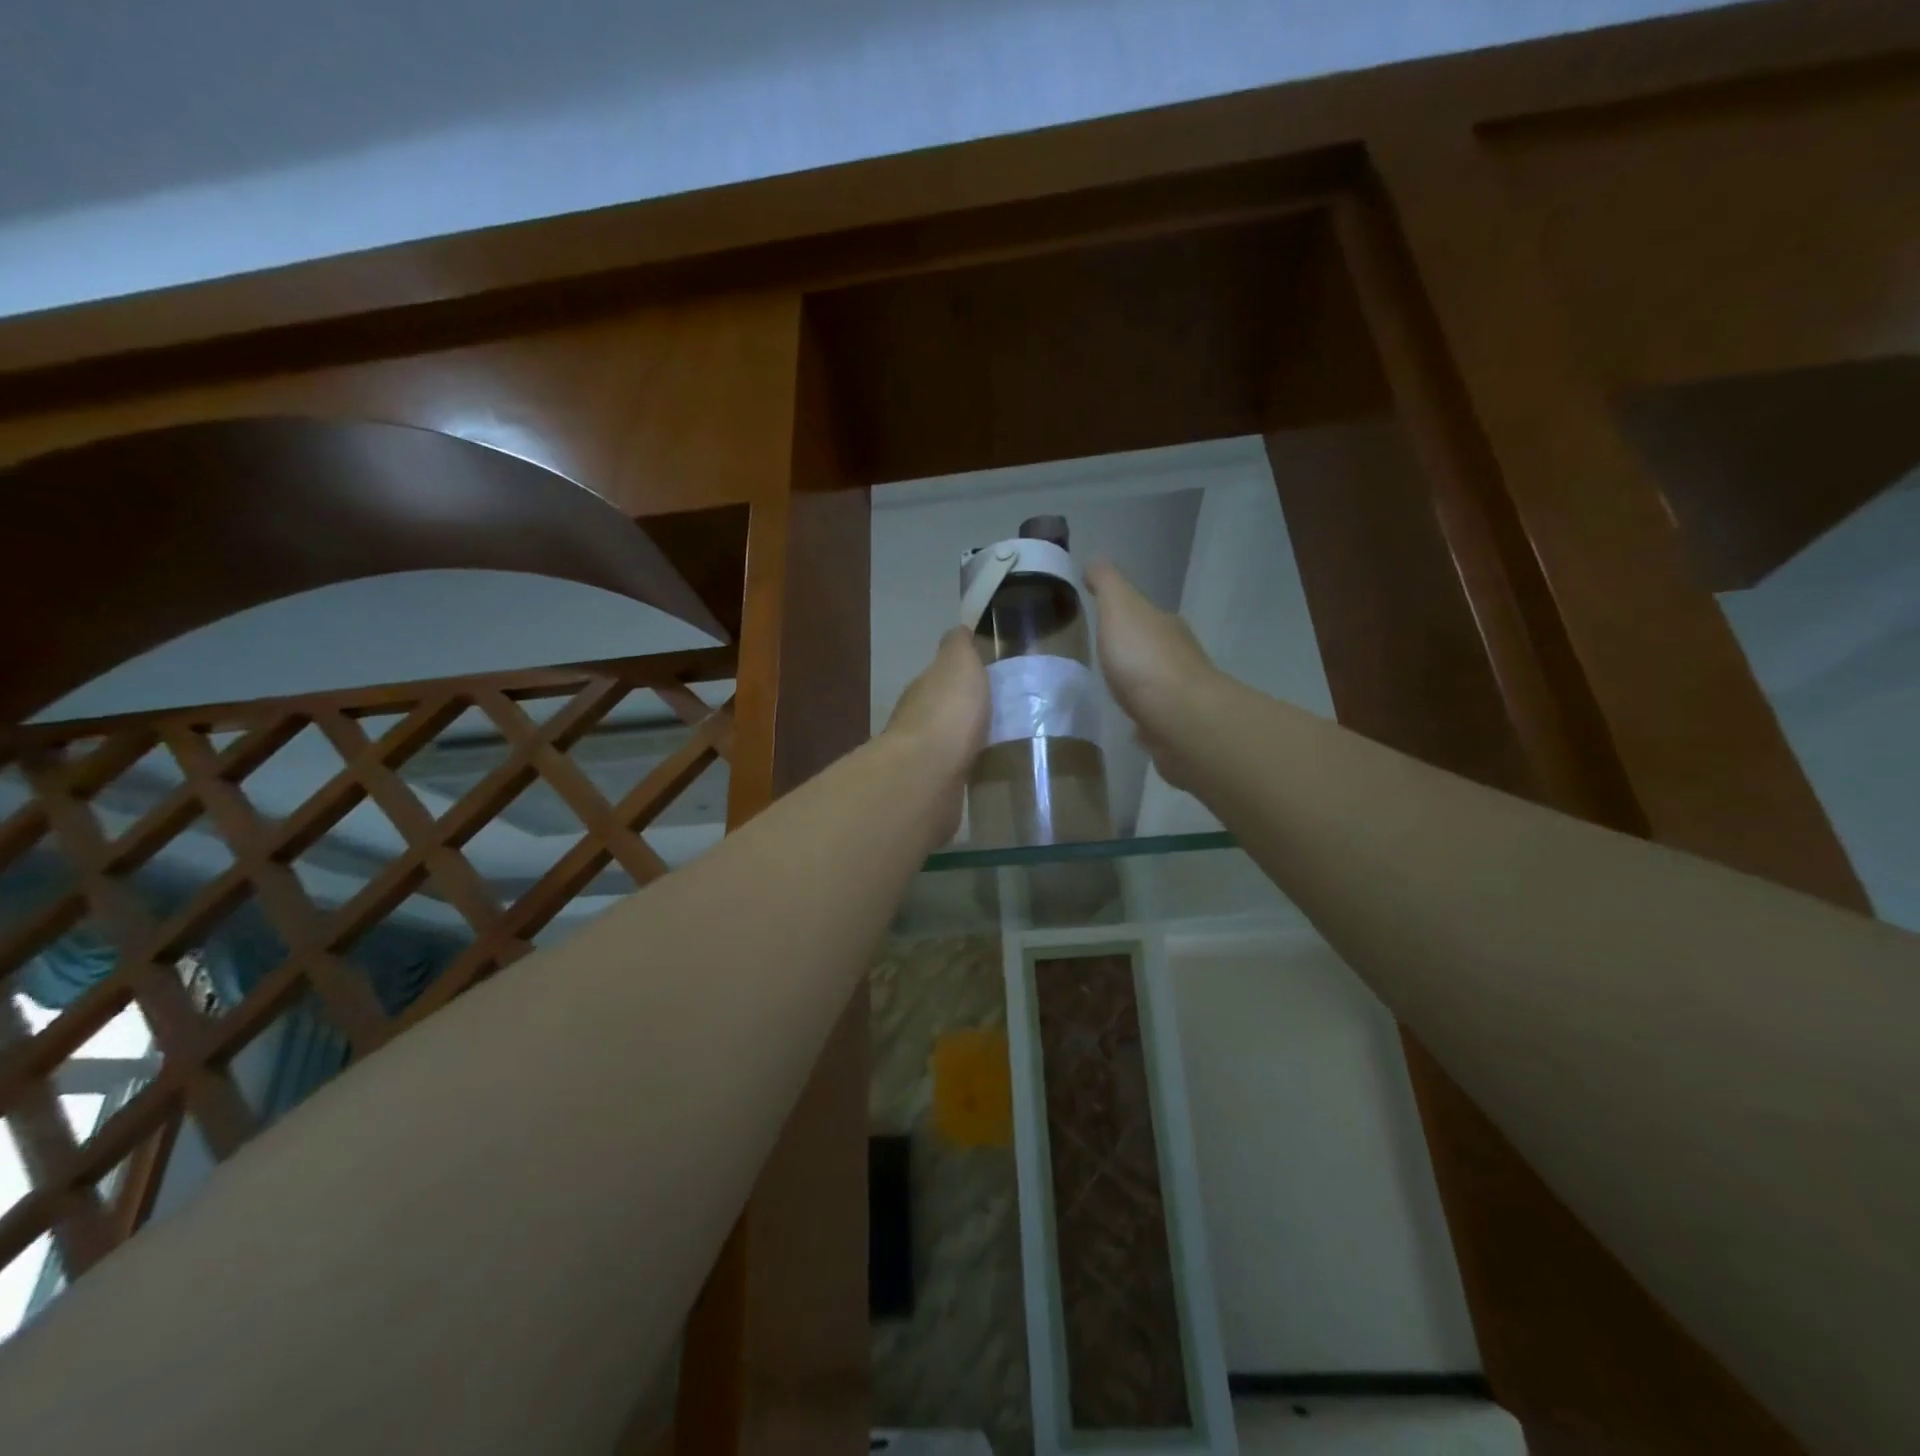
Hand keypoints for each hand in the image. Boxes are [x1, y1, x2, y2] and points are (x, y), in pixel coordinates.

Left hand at [885, 627, 989, 840]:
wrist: (927, 775)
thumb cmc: (947, 713)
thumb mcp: (958, 664)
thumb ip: (958, 647)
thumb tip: (959, 629)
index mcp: (924, 689)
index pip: (942, 678)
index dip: (964, 676)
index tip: (991, 679)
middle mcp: (917, 721)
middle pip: (945, 711)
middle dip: (967, 711)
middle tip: (1004, 713)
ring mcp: (923, 757)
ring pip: (949, 743)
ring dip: (968, 741)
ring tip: (1002, 743)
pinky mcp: (933, 789)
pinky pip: (955, 773)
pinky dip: (967, 768)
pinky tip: (986, 771)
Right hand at [1086, 561, 1216, 788]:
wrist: (1179, 717)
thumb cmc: (1145, 658)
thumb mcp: (1119, 608)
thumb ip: (1106, 584)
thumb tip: (1095, 560)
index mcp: (1164, 625)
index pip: (1143, 614)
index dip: (1122, 614)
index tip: (1101, 619)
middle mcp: (1178, 655)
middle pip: (1151, 646)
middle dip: (1131, 649)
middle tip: (1102, 654)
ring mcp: (1179, 693)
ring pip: (1154, 681)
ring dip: (1138, 682)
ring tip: (1111, 687)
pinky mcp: (1175, 726)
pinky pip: (1153, 714)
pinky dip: (1143, 713)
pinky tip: (1128, 720)